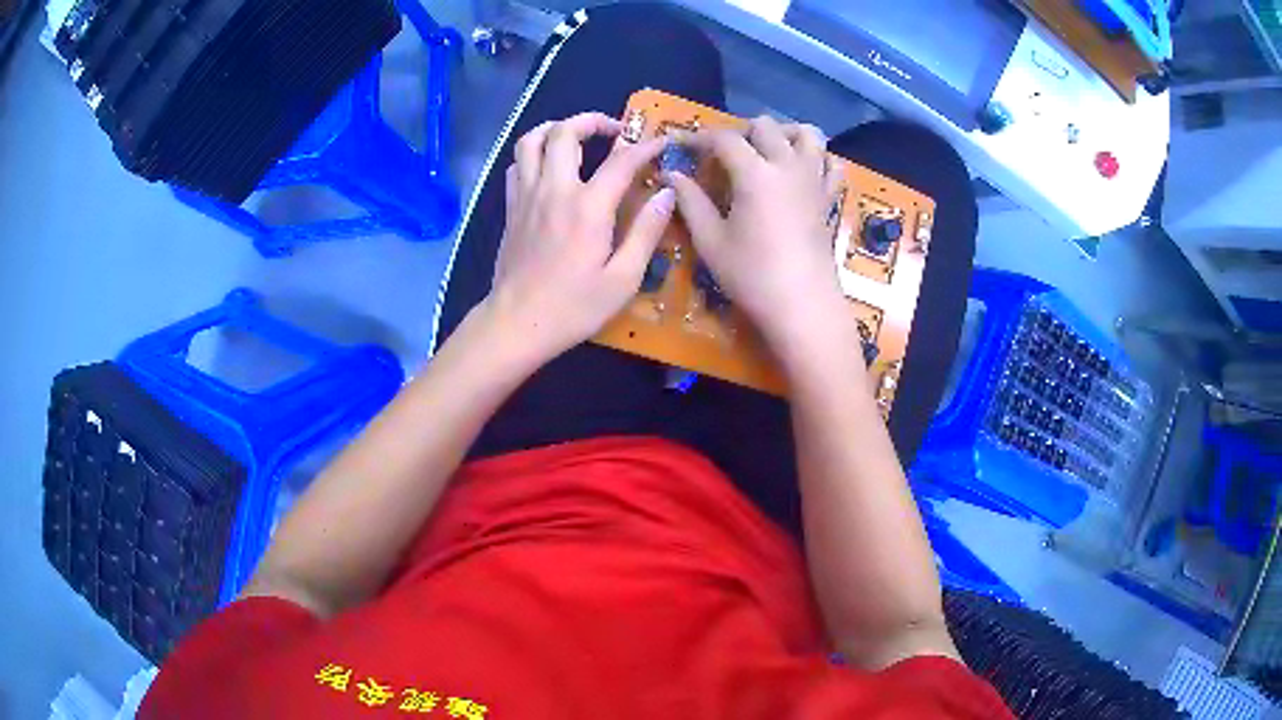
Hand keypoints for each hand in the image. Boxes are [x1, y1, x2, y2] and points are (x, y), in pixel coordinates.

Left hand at [485, 113, 674, 364]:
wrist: (517, 324)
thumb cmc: (573, 307)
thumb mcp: (623, 279)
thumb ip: (646, 232)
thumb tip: (667, 194)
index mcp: (587, 207)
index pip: (621, 161)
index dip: (645, 146)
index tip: (661, 142)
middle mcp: (554, 190)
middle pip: (565, 132)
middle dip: (592, 120)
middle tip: (613, 131)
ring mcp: (526, 196)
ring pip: (531, 140)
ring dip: (555, 129)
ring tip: (575, 137)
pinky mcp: (510, 208)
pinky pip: (517, 165)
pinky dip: (533, 154)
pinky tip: (548, 167)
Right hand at [667, 117, 846, 355]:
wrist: (803, 306)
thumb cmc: (752, 276)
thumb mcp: (711, 241)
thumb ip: (690, 201)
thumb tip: (670, 175)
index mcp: (755, 173)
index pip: (724, 138)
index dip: (698, 137)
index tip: (681, 145)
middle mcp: (788, 165)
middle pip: (765, 126)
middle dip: (739, 131)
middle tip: (722, 155)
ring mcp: (814, 180)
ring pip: (807, 134)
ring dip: (784, 132)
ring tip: (766, 150)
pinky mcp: (829, 198)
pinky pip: (831, 162)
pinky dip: (816, 156)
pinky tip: (801, 169)